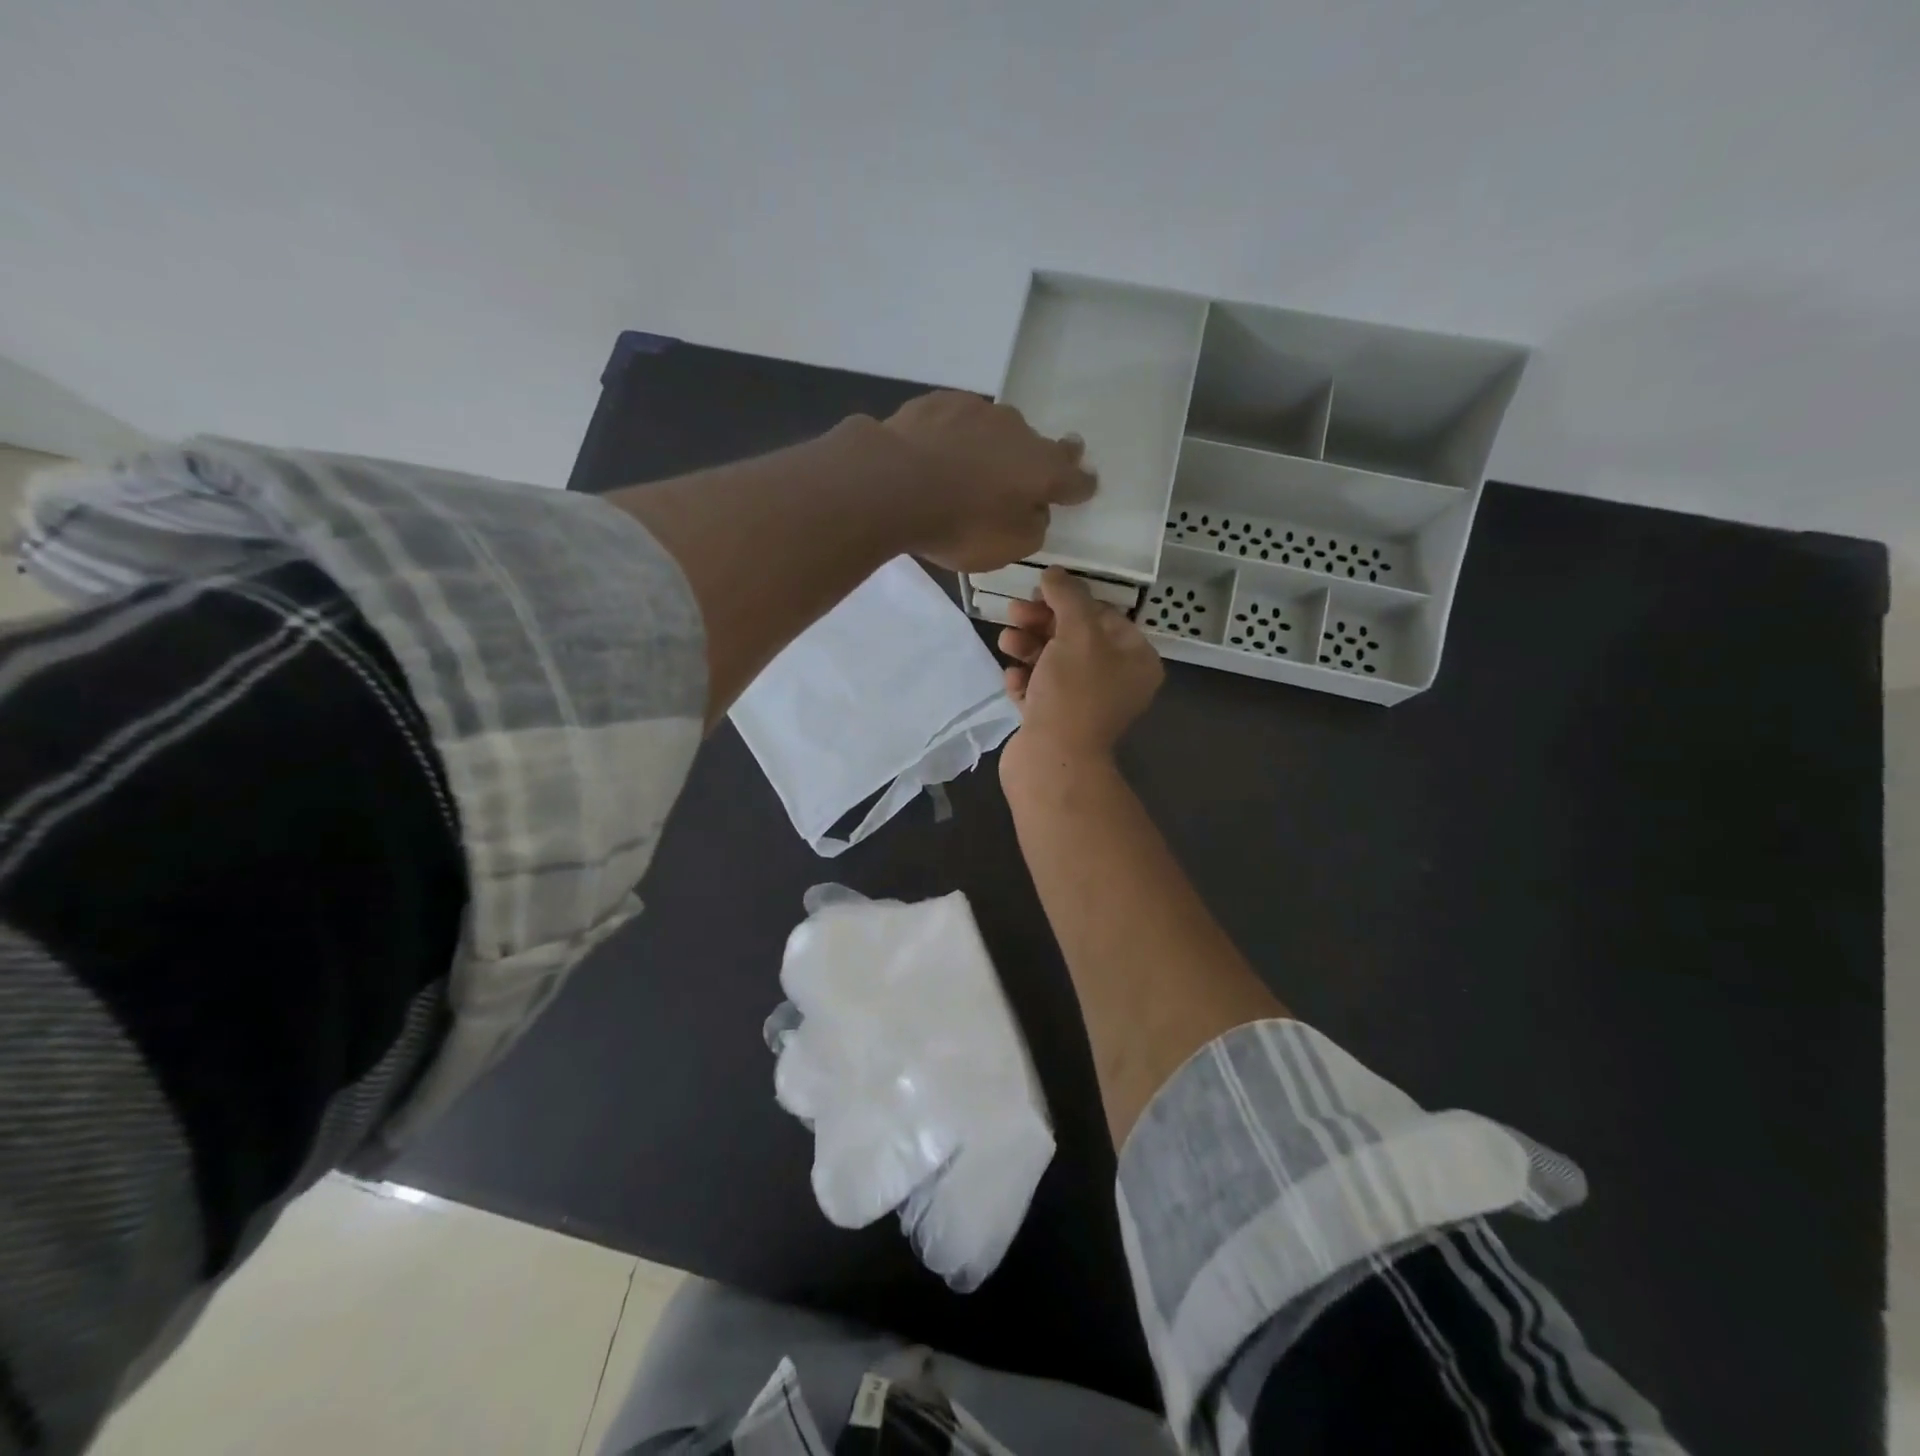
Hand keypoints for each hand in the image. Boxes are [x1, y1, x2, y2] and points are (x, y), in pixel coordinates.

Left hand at [882, 392, 1096, 572]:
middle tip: (1020, 476)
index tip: (1084, 486)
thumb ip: (1032, 528)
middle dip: (1033, 461)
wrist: (894, 483)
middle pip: (1035, 446)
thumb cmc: (959, 525)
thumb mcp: (1007, 547)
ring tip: (969, 469)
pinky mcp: (939, 402)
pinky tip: (937, 453)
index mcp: (1042, 468)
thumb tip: (1035, 510)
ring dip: (990, 447)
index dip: (1080, 484)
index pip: (1073, 477)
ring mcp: (977, 410)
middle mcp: (1017, 431)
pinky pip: (956, 422)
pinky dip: (954, 438)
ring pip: (995, 430)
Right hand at [997, 568, 1164, 765]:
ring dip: (1027, 647)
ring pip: (1054, 663)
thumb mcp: (1077, 633)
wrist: (1053, 761)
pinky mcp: (1056, 722)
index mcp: (1136, 660)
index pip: (1105, 615)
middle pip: (1076, 637)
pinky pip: (1040, 690)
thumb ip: (1068, 597)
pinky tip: (1011, 677)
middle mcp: (1116, 682)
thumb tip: (1054, 574)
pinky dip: (1024, 680)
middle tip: (1013, 612)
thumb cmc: (1074, 693)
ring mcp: (1085, 704)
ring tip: (1005, 642)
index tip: (1039, 591)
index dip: (1070, 599)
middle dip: (1042, 622)